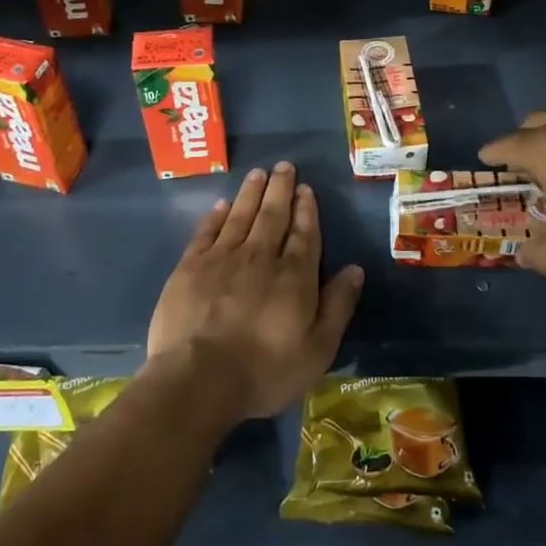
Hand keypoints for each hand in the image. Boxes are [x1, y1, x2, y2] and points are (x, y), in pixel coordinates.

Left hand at [146, 162, 363, 419]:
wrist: (198, 379)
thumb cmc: (264, 371)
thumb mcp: (317, 349)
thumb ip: (338, 306)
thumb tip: (355, 269)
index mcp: (294, 276)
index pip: (304, 234)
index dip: (306, 210)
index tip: (306, 189)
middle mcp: (260, 257)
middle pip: (272, 216)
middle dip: (280, 189)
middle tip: (284, 166)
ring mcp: (222, 259)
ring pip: (241, 216)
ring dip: (251, 193)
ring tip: (258, 173)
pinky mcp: (190, 267)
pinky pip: (207, 232)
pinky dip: (216, 215)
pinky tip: (222, 204)